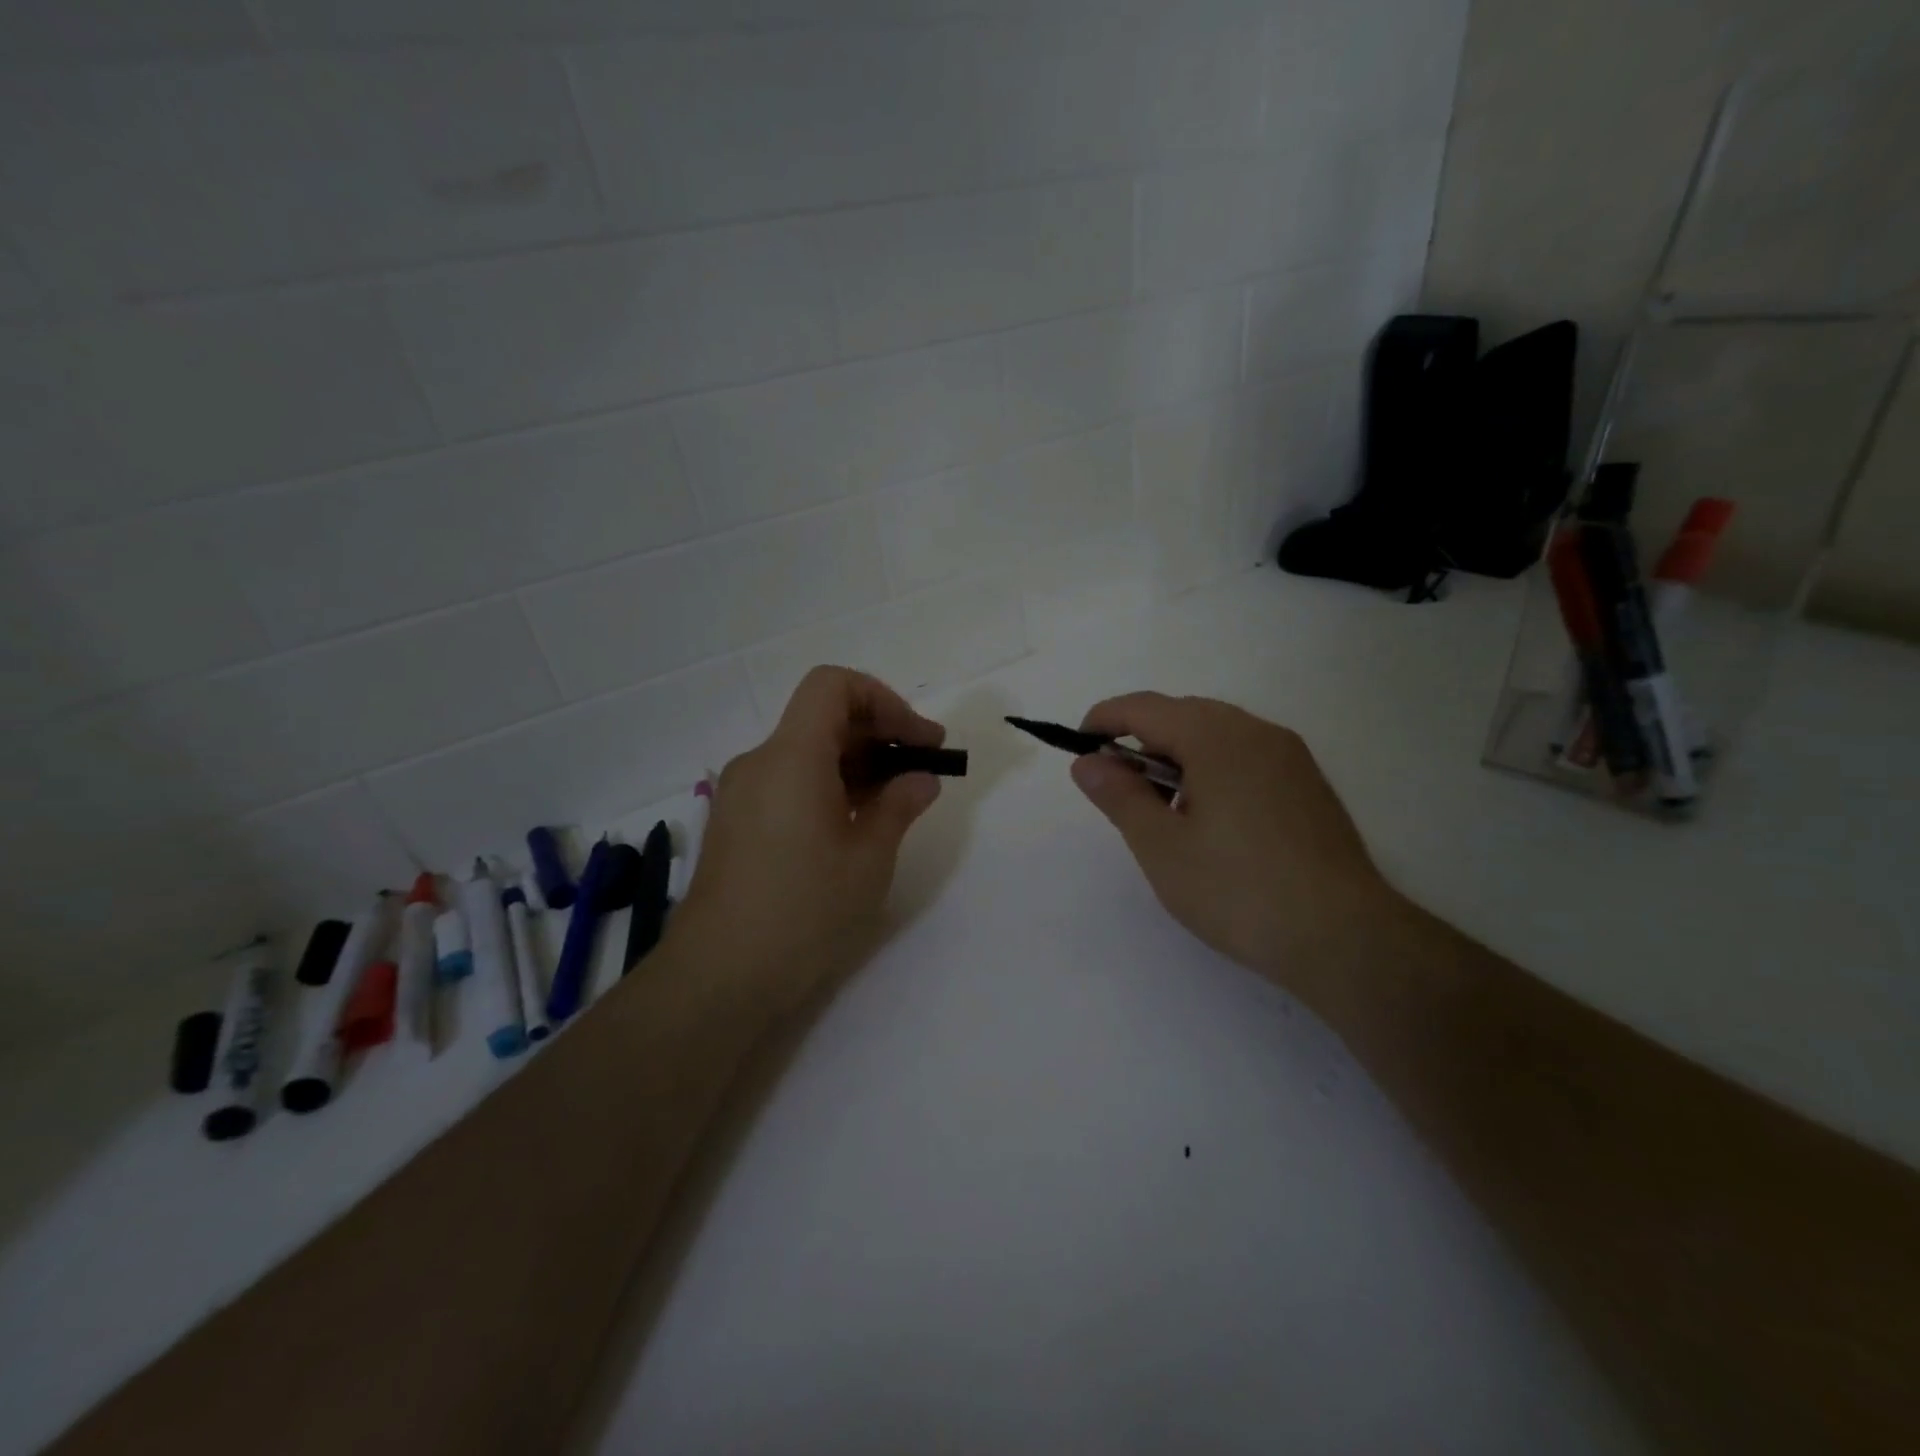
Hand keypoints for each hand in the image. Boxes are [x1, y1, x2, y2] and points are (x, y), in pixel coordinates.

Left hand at [670, 667, 945, 1013]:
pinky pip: (787, 781)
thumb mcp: (869, 859)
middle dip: (877, 733)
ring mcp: (741, 793)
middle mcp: (759, 762)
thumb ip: (899, 806)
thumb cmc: (803, 912)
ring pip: (805, 751)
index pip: (833, 686)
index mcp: (792, 757)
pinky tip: (853, 824)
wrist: (718, 978)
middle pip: (821, 718)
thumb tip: (920, 779)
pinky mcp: (735, 823)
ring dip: (854, 763)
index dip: (883, 700)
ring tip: (895, 801)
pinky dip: (827, 786)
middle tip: (921, 770)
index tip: (918, 740)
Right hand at [1070, 693, 1398, 986]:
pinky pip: (1246, 756)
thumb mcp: (1161, 846)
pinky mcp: (1308, 784)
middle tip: (1119, 787)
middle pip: (1183, 714)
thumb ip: (1119, 796)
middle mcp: (1256, 732)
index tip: (1079, 747)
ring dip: (1178, 755)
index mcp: (1216, 737)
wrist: (1343, 937)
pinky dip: (1213, 769)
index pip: (1145, 708)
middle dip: (1142, 739)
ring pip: (1217, 734)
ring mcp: (1289, 756)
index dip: (1105, 720)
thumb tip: (1088, 762)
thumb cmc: (1237, 890)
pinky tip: (1211, 819)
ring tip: (1164, 810)